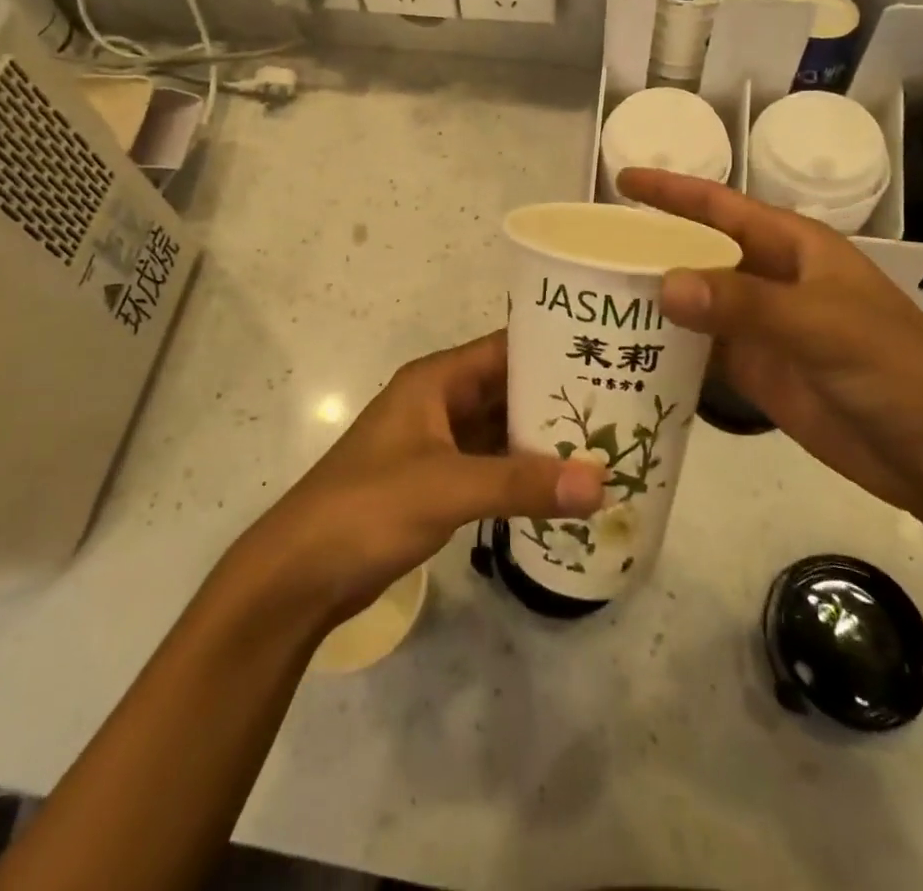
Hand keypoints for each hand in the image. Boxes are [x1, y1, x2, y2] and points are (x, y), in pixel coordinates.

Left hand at [229, 333, 605, 626]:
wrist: (299, 573)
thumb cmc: (367, 508)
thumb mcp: (447, 487)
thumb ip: (522, 484)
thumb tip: (600, 482)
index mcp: (436, 381)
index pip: (505, 349)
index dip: (552, 348)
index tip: (607, 354)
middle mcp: (439, 403)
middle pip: (507, 389)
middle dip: (557, 399)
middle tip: (622, 407)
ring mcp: (437, 444)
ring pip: (501, 430)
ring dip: (543, 439)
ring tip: (606, 445)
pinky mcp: (436, 483)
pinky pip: (491, 466)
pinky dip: (522, 474)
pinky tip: (563, 487)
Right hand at [618, 168, 922, 521]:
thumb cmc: (895, 368)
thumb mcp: (821, 325)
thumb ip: (743, 303)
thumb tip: (663, 283)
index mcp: (793, 247)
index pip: (720, 207)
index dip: (672, 190)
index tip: (622, 178)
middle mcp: (772, 279)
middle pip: (699, 253)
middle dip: (651, 246)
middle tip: (589, 249)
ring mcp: (763, 329)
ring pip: (696, 304)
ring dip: (653, 300)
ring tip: (593, 297)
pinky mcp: (757, 374)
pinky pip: (701, 352)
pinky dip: (667, 349)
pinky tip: (627, 351)